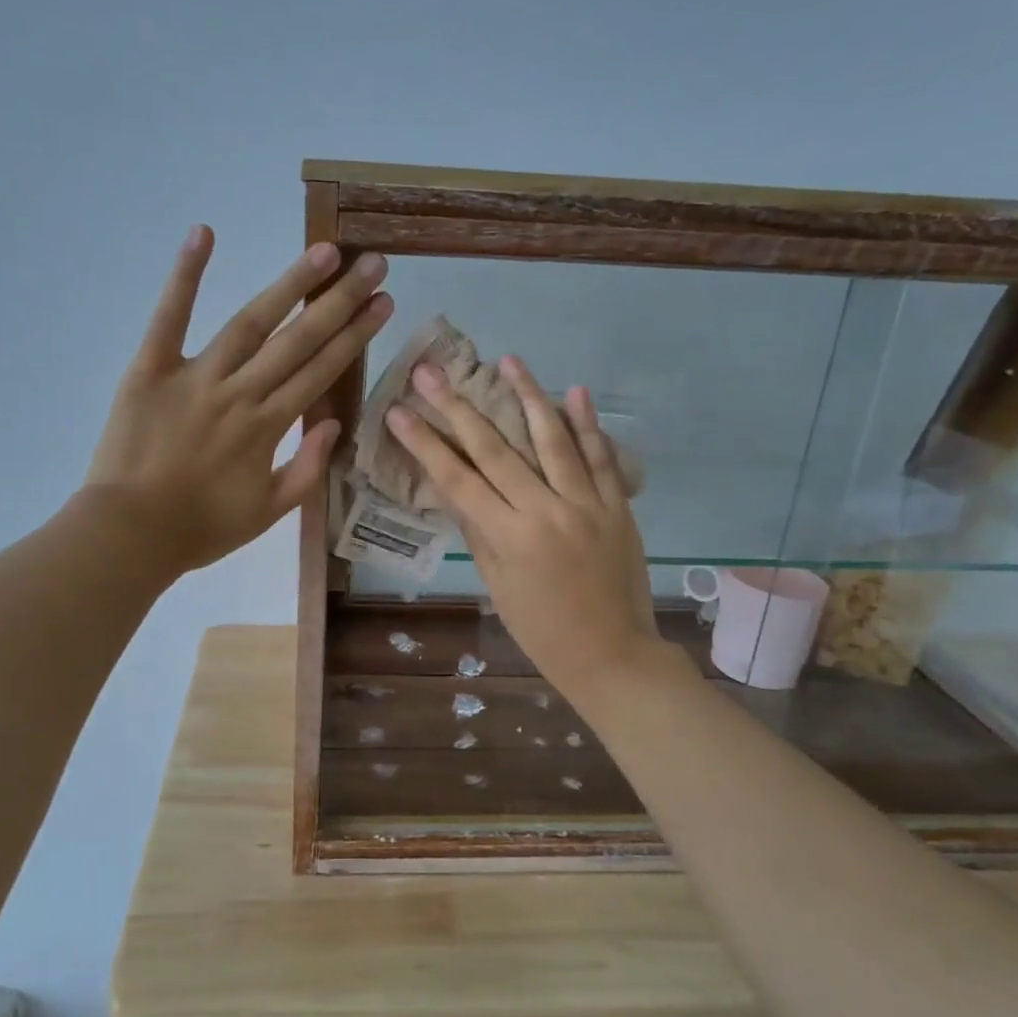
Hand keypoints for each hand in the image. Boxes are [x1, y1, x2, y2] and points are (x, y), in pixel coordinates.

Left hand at [87, 225, 391, 577]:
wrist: (129, 535)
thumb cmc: (201, 529)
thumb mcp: (267, 513)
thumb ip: (305, 468)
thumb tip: (332, 422)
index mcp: (267, 427)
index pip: (321, 371)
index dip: (356, 335)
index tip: (383, 302)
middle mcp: (240, 393)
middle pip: (297, 340)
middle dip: (339, 300)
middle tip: (371, 262)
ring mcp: (194, 376)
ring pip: (250, 323)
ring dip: (289, 285)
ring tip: (323, 251)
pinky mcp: (150, 369)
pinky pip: (169, 317)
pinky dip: (185, 275)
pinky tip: (204, 233)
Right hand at [387, 356, 659, 699]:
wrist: (614, 657)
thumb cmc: (543, 632)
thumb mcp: (498, 586)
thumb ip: (479, 532)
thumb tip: (457, 489)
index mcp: (509, 537)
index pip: (457, 479)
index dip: (425, 443)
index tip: (399, 410)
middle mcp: (546, 511)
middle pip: (495, 449)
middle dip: (458, 406)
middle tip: (432, 371)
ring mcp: (587, 504)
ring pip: (553, 439)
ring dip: (528, 395)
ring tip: (508, 360)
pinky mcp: (618, 506)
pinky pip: (602, 458)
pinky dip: (588, 424)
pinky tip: (574, 391)